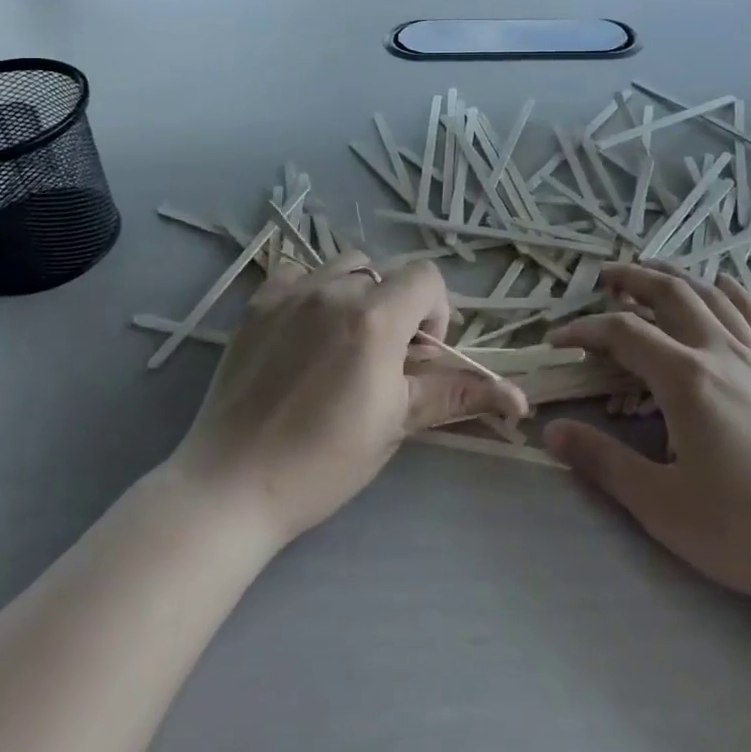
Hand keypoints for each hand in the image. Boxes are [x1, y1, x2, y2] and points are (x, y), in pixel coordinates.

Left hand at [171, 252, 527, 547]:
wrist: (233, 485)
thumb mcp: (396, 424)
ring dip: (358, 294)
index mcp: (376, 318)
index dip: (434, 313)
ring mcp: (291, 292)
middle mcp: (335, 290)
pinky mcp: (258, 303)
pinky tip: (303, 333)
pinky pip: (298, 274)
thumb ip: (453, 393)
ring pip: (345, 266)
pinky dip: (312, 292)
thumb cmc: (324, 461)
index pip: (427, 277)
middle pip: (387, 272)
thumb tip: (517, 397)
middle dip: (398, 306)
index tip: (418, 356)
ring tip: (344, 341)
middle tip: (382, 358)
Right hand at [543, 263, 750, 653]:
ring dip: (676, 275)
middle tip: (604, 277)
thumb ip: (605, 463)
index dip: (584, 330)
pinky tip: (725, 282)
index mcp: (686, 379)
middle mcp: (721, 352)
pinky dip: (733, 291)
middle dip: (632, 278)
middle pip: (670, 294)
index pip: (623, 334)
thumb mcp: (666, 508)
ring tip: (651, 270)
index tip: (556, 341)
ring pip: (712, 296)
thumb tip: (550, 431)